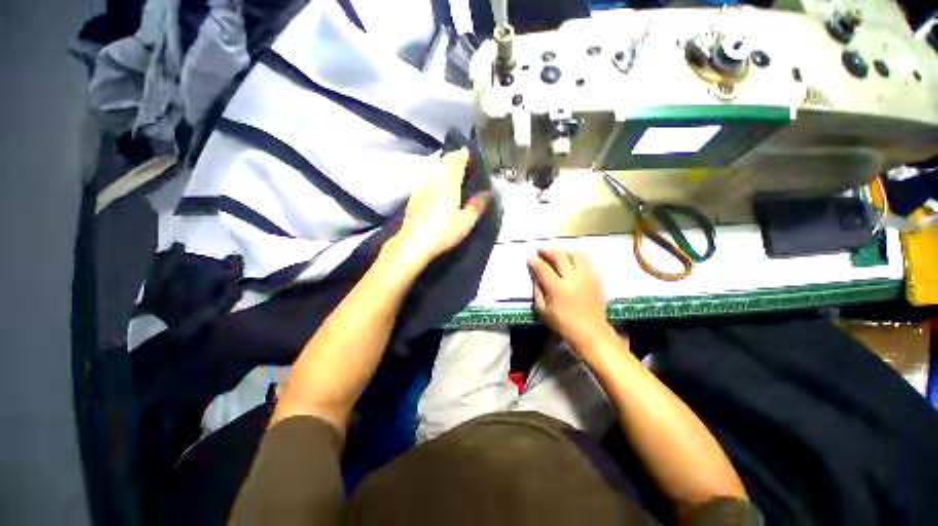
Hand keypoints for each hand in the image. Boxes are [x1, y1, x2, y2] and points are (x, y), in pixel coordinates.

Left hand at [392, 148, 489, 266]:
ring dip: (442, 163)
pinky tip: (434, 178)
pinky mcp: (415, 195)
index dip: (462, 155)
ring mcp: (422, 187)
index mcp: (449, 186)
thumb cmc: (441, 233)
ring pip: (433, 168)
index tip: (467, 151)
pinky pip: (426, 176)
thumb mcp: (464, 223)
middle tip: (460, 157)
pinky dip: (433, 172)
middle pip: (443, 163)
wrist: (413, 242)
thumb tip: (487, 194)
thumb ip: (476, 207)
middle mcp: (434, 182)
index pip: (456, 163)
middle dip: (452, 157)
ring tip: (449, 164)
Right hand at [528, 249, 610, 346]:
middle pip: (560, 256)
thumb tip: (535, 275)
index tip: (530, 258)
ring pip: (574, 255)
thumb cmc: (563, 323)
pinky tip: (570, 260)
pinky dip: (575, 257)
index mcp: (558, 288)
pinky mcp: (596, 278)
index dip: (535, 261)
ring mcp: (586, 276)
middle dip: (548, 251)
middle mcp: (573, 278)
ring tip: (555, 254)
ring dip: (562, 252)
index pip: (543, 268)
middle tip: (540, 251)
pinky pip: (585, 261)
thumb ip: (537, 290)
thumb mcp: (543, 310)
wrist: (591, 331)